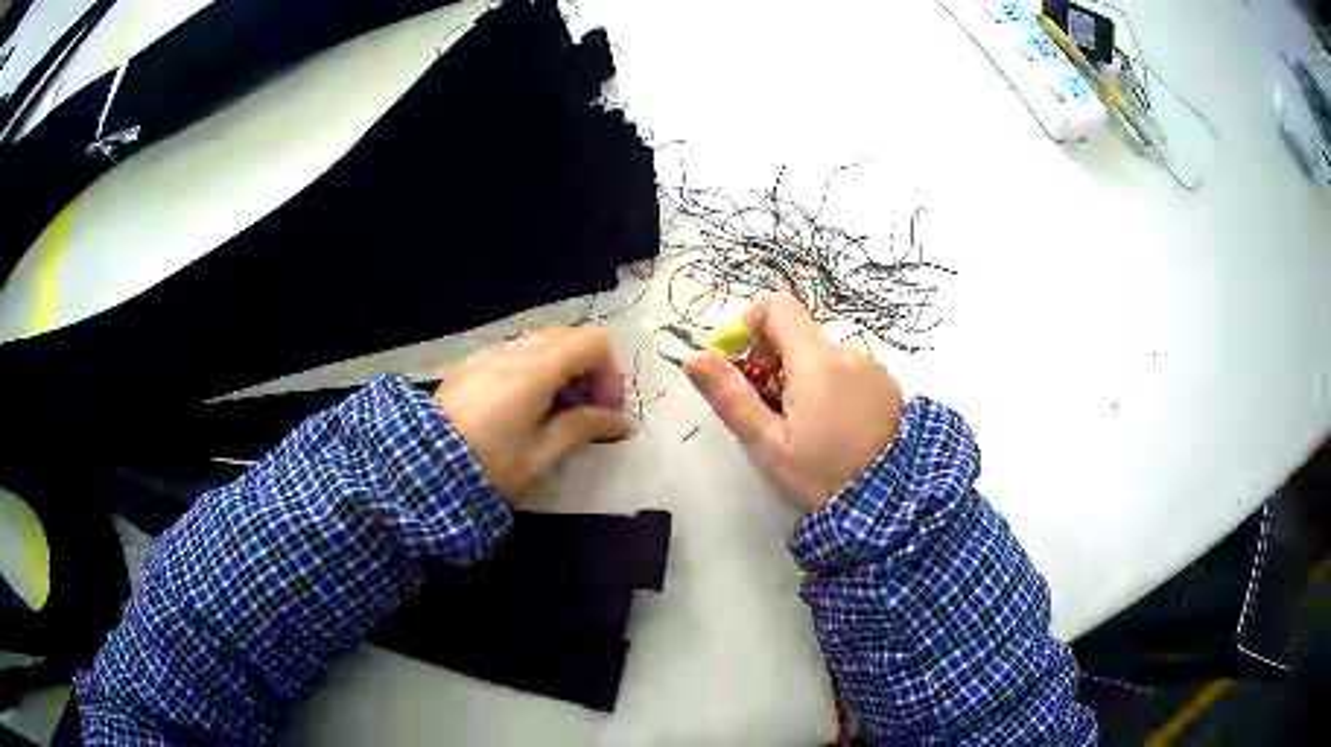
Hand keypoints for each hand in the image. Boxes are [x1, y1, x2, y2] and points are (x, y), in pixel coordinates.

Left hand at [432, 327, 629, 502]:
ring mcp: (488, 355)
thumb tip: (619, 422)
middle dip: (589, 368)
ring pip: (541, 343)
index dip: (611, 371)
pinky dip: (536, 370)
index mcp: (536, 369)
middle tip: (591, 409)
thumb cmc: (489, 465)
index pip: (592, 342)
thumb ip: (583, 429)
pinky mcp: (470, 367)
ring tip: (560, 411)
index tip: (609, 408)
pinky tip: (527, 407)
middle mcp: (513, 351)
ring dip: (563, 368)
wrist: (421, 469)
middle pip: (568, 336)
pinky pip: (515, 354)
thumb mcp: (541, 455)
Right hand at [686, 292, 904, 511]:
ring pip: (825, 357)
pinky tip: (837, 430)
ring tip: (807, 429)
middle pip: (800, 336)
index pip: (778, 307)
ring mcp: (873, 369)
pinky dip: (834, 388)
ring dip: (807, 379)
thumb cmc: (822, 475)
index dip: (752, 326)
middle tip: (772, 412)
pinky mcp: (889, 388)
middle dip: (776, 363)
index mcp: (815, 360)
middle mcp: (848, 353)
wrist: (892, 504)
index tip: (745, 366)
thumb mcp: (768, 445)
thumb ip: (731, 397)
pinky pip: (851, 373)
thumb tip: (694, 356)